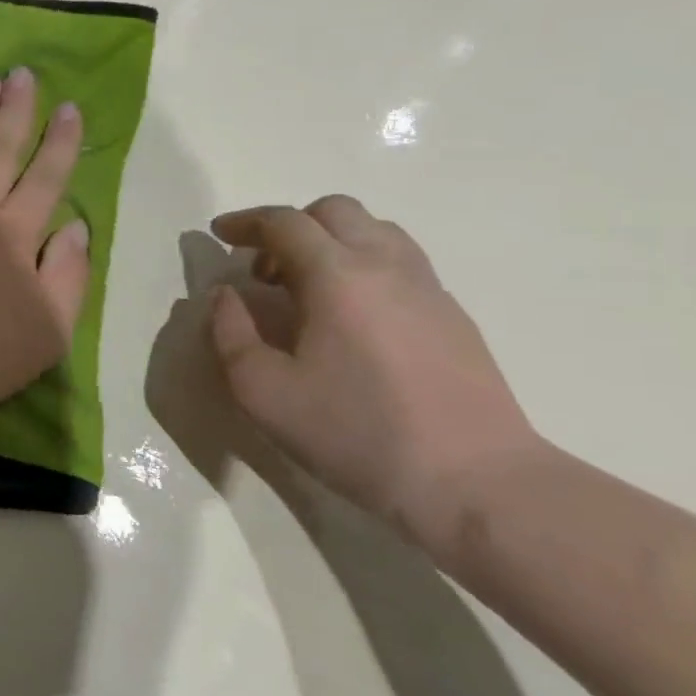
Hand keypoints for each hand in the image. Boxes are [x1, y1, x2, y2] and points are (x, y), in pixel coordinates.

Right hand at [206, 196, 542, 552]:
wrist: (476, 483)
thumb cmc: (356, 433)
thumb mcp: (263, 392)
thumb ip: (230, 333)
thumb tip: (226, 296)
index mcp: (337, 275)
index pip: (284, 222)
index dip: (245, 222)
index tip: (218, 234)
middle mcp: (386, 265)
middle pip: (334, 212)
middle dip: (289, 227)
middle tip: (264, 270)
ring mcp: (428, 288)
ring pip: (374, 231)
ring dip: (330, 242)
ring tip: (307, 288)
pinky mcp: (453, 315)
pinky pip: (400, 262)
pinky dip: (362, 266)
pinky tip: (350, 317)